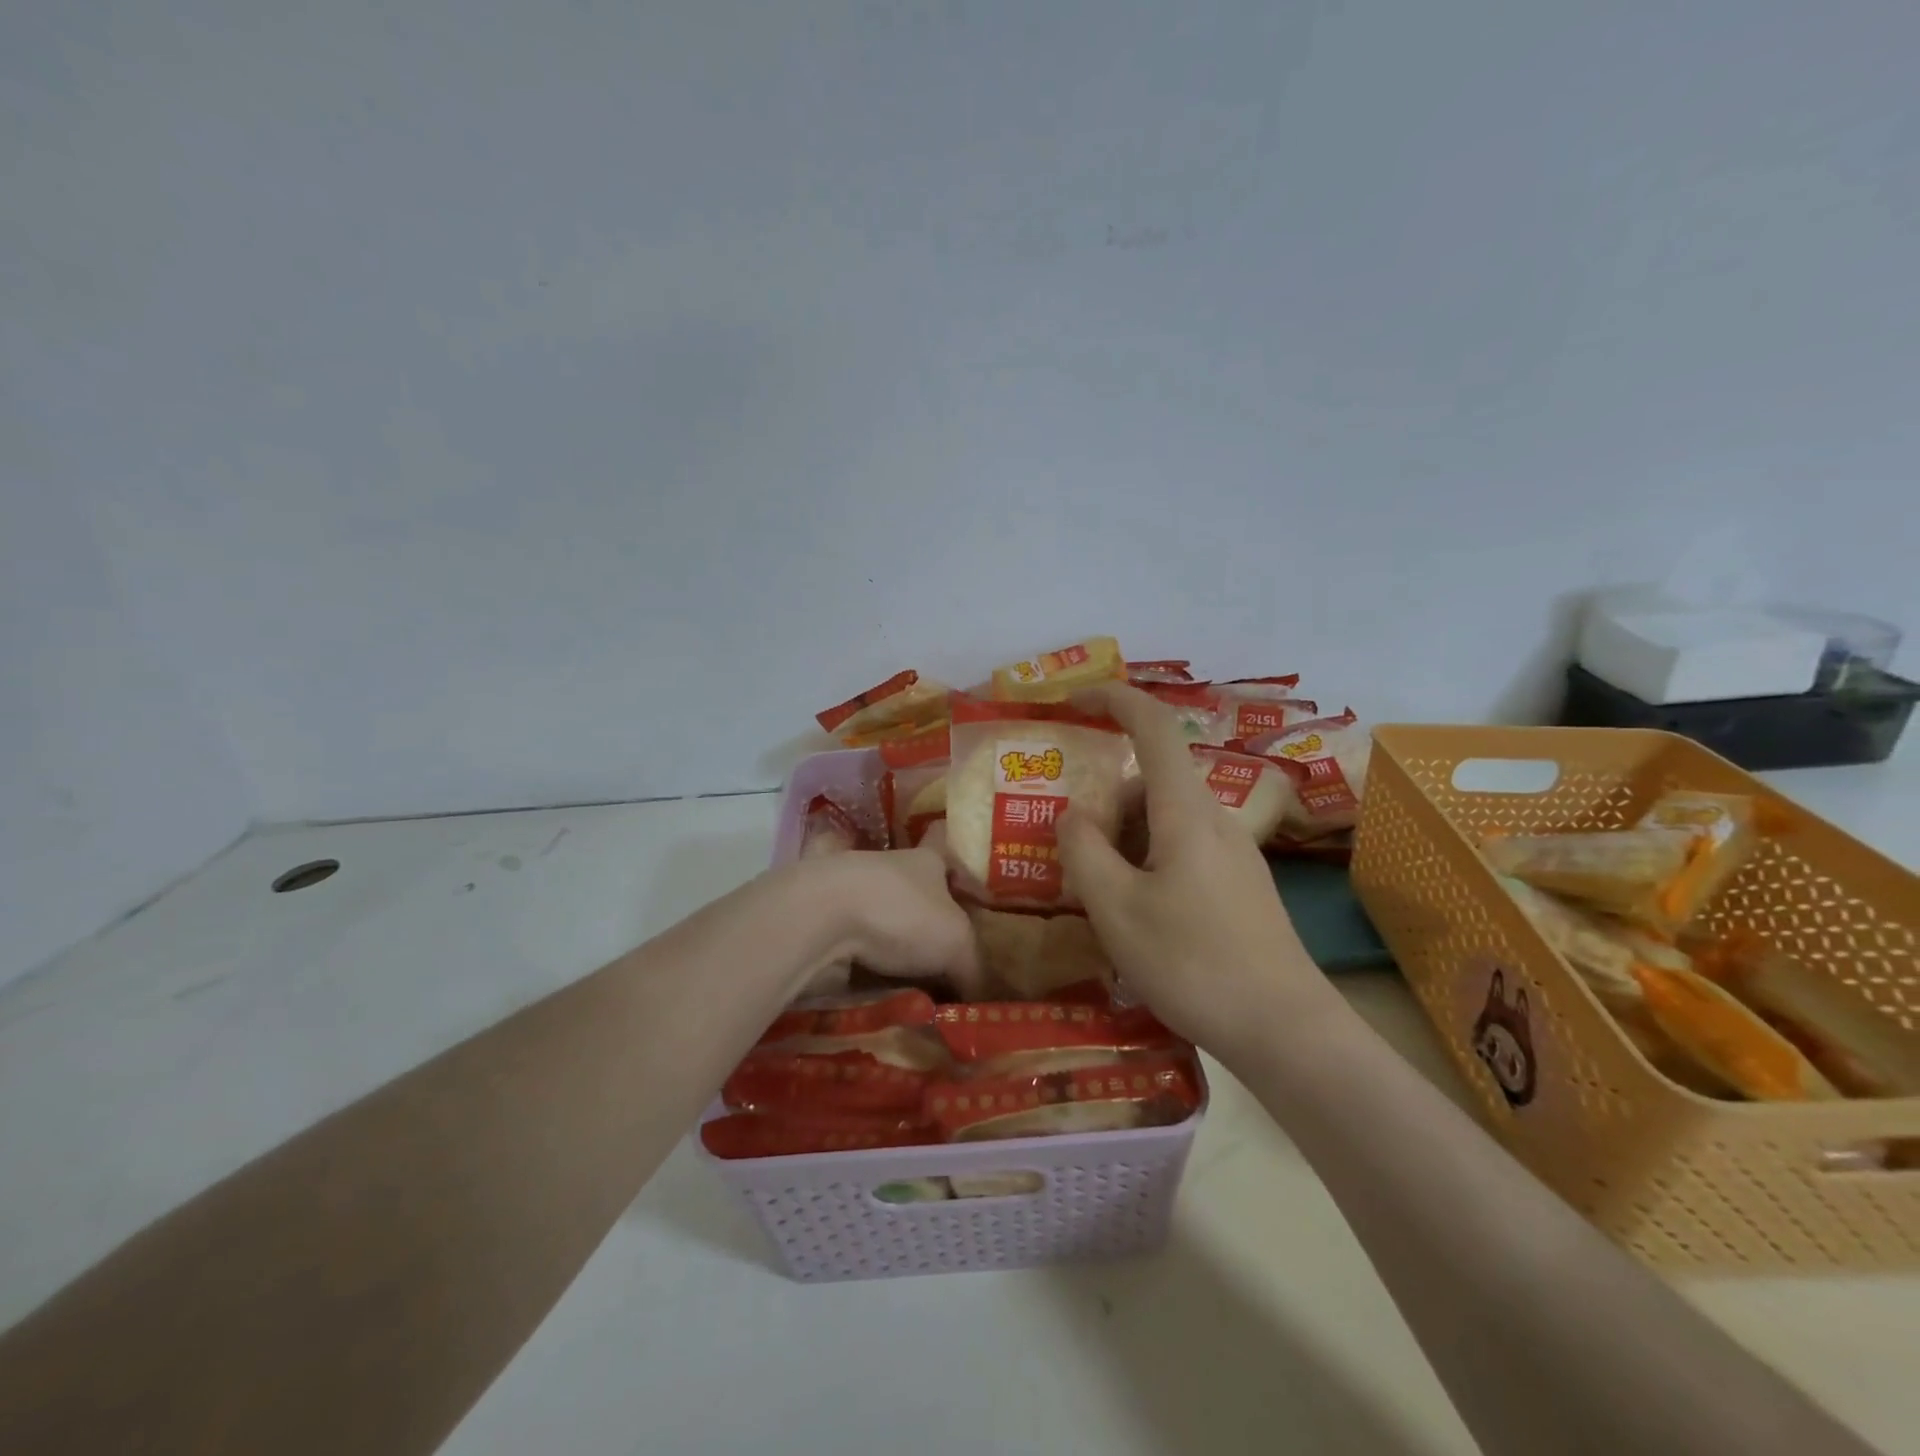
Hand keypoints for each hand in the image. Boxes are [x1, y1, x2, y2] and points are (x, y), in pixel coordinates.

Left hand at [804, 845, 985, 999]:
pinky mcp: (826, 918)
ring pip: (883, 916)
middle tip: (948, 956)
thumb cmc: (902, 912)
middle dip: (928, 919)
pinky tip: (878, 988)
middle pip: (916, 890)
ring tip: (915, 983)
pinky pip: (854, 941)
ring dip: (894, 943)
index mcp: (926, 860)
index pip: (945, 847)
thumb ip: (973, 968)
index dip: (957, 864)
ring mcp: (853, 891)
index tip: (967, 888)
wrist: (822, 916)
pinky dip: (865, 961)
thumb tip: (983, 998)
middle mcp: (889, 867)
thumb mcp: (956, 943)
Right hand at [1058, 683, 1338, 1055]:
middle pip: (1150, 783)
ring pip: (1164, 821)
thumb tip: (1073, 815)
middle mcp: (1214, 820)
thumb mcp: (1117, 909)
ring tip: (1098, 896)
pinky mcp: (1240, 886)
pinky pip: (1182, 851)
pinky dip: (1147, 862)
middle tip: (1069, 851)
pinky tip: (1136, 916)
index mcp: (1185, 811)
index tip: (1073, 700)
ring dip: (1123, 840)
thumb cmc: (1193, 962)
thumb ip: (1084, 852)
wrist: (1286, 1030)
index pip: (1152, 726)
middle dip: (1104, 802)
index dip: (1113, 699)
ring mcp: (1234, 854)